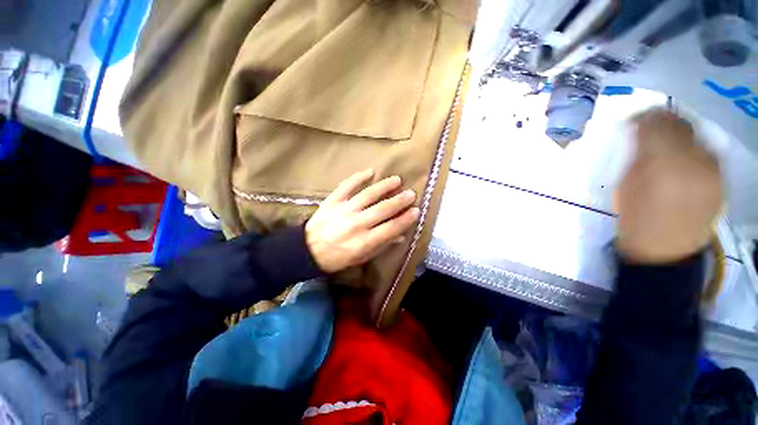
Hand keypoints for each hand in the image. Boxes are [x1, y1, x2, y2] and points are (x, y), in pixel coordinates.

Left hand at [305, 169, 419, 272]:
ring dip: (385, 186)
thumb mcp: (361, 258)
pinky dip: (359, 177)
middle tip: (411, 193)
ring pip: (369, 194)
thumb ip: (381, 246)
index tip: (416, 210)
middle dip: (400, 200)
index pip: (391, 228)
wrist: (307, 250)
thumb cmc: (337, 257)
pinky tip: (370, 171)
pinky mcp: (333, 200)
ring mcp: (344, 210)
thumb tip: (400, 235)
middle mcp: (357, 224)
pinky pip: (347, 185)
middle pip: (383, 209)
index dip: (406, 219)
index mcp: (364, 241)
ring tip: (396, 180)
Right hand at [614, 109, 721, 262]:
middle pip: (681, 125)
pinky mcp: (721, 179)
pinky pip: (708, 151)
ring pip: (697, 136)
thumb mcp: (625, 184)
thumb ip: (635, 155)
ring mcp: (712, 170)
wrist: (663, 250)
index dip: (645, 116)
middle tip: (650, 123)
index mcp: (659, 165)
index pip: (656, 125)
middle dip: (664, 120)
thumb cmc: (635, 217)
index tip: (634, 119)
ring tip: (667, 139)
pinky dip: (695, 147)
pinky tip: (685, 155)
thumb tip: (639, 132)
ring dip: (680, 133)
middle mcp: (692, 162)